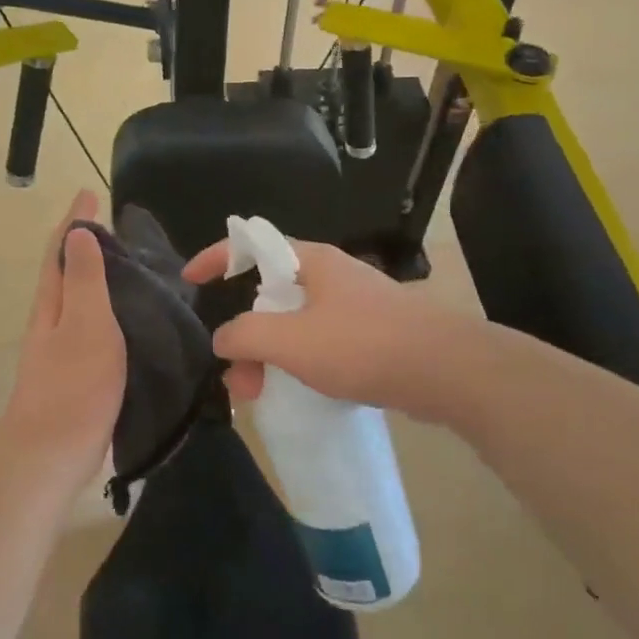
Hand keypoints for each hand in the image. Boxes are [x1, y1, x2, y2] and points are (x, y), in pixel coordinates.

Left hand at [0, 191, 127, 484]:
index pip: (62, 250)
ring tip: (126, 263)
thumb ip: (86, 279)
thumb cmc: (74, 384)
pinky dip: (106, 307)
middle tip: (112, 225)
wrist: (52, 453)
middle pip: (65, 271)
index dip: (74, 221)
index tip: (89, 193)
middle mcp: (52, 319)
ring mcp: (61, 347)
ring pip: (78, 298)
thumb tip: (80, 231)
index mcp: (53, 302)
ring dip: (95, 274)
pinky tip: (127, 318)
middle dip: (83, 244)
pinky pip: (92, 324)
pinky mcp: (76, 372)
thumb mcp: (86, 323)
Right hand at [183, 237, 455, 417]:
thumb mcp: (291, 340)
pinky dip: (299, 363)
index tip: (190, 280)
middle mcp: (331, 276)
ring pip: (295, 324)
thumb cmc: (364, 345)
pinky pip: (320, 343)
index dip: (217, 257)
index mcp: (311, 261)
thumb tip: (223, 338)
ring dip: (270, 355)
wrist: (448, 371)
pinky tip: (298, 392)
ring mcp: (354, 306)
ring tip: (260, 395)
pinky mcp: (372, 335)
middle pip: (270, 293)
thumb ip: (246, 335)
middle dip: (245, 333)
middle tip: (236, 376)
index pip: (252, 244)